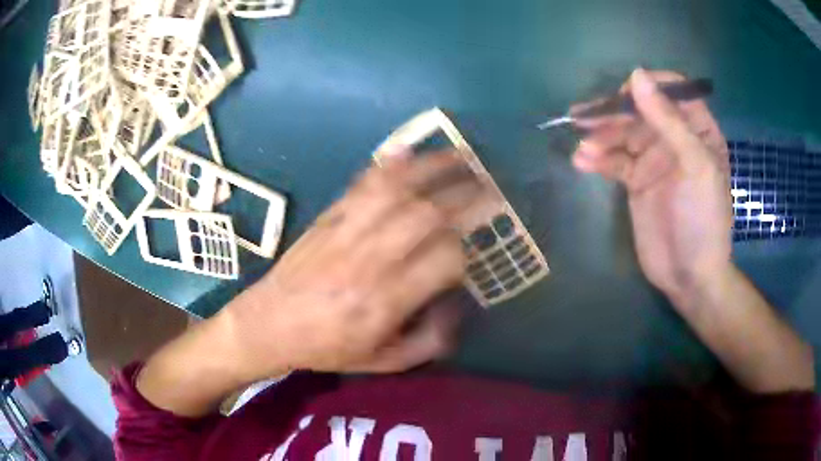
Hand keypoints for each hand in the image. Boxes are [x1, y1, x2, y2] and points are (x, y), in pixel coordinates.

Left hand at [218, 152, 484, 381]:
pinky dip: (388, 165)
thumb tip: (458, 306)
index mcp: (385, 301)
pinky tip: (408, 150)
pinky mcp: (328, 217)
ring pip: (397, 191)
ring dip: (434, 169)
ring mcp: (346, 232)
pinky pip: (362, 184)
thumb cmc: (327, 348)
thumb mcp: (383, 363)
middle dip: (465, 197)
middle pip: (427, 216)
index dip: (464, 254)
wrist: (269, 323)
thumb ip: (429, 341)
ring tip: (462, 157)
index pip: (444, 260)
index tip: (467, 256)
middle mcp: (369, 261)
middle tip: (489, 187)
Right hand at [571, 69, 732, 304]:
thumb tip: (635, 75)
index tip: (625, 95)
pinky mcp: (636, 179)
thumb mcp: (694, 166)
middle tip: (585, 120)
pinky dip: (598, 159)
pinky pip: (614, 160)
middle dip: (614, 113)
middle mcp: (675, 137)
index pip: (671, 90)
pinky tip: (582, 163)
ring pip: (622, 133)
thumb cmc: (703, 219)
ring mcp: (654, 158)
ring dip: (601, 136)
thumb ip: (668, 120)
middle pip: (640, 109)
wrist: (689, 276)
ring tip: (583, 149)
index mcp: (697, 128)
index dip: (647, 86)